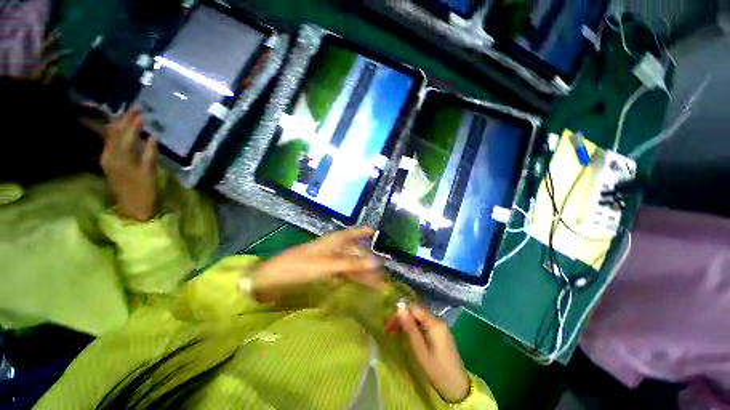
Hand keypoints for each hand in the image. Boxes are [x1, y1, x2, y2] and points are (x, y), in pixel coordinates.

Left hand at [100, 108, 157, 220]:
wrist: (132, 207)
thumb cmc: (145, 190)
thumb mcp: (150, 172)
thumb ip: (149, 153)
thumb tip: (151, 137)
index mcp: (120, 157)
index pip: (126, 134)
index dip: (133, 122)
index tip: (141, 111)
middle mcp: (109, 155)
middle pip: (115, 133)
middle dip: (125, 120)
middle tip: (135, 109)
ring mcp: (107, 159)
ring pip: (111, 137)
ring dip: (119, 125)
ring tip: (128, 115)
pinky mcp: (108, 162)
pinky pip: (110, 143)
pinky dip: (116, 134)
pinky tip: (120, 129)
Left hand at [252, 227, 383, 302]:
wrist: (273, 278)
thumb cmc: (300, 266)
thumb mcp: (328, 265)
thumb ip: (352, 263)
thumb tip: (376, 261)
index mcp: (336, 240)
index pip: (355, 232)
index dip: (367, 232)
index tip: (379, 235)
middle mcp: (335, 246)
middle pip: (356, 251)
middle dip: (369, 262)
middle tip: (383, 278)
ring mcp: (330, 257)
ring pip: (351, 262)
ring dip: (362, 272)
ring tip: (376, 285)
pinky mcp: (324, 268)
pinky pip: (343, 270)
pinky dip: (351, 277)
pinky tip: (359, 284)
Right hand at [385, 305, 469, 402]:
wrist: (458, 388)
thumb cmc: (436, 369)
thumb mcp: (420, 350)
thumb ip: (410, 328)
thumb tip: (399, 308)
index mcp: (434, 323)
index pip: (413, 309)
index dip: (400, 315)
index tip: (389, 325)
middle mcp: (438, 321)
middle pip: (416, 314)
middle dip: (403, 320)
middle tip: (389, 330)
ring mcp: (441, 328)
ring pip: (420, 320)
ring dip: (408, 325)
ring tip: (395, 333)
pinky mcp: (442, 335)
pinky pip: (425, 327)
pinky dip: (415, 329)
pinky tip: (409, 336)